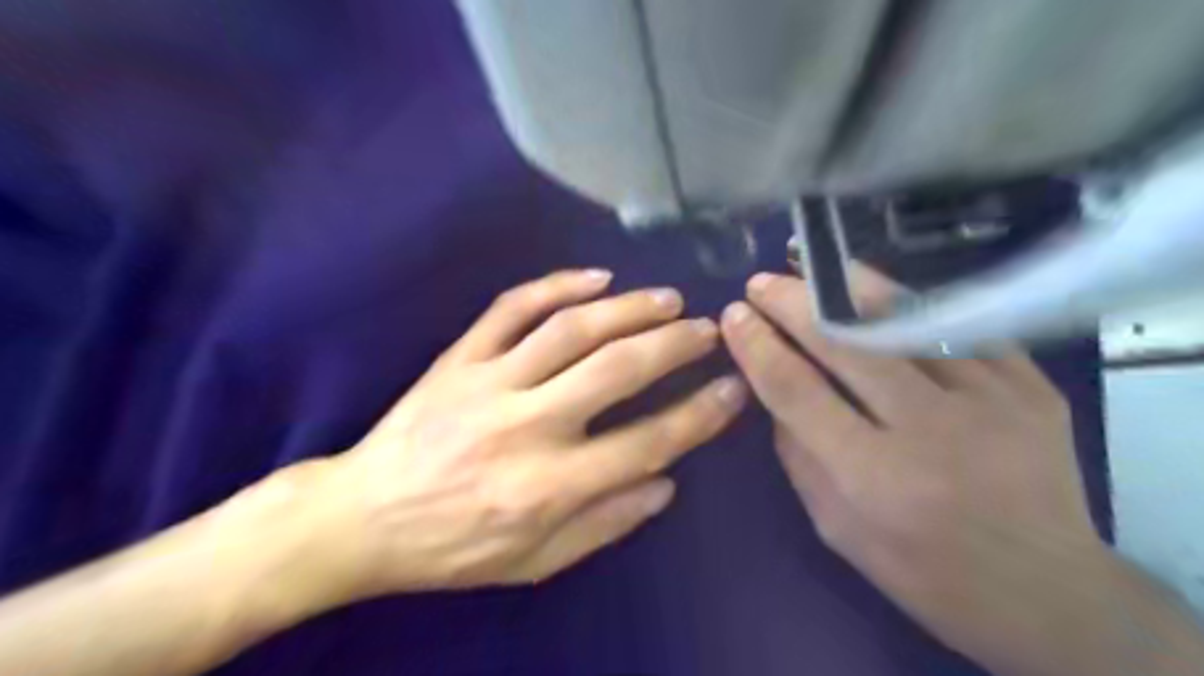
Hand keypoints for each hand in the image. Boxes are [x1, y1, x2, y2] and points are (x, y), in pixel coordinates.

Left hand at [282, 270, 750, 607]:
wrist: (364, 517)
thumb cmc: (454, 549)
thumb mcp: (535, 561)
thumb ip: (605, 523)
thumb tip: (665, 482)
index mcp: (550, 486)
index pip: (647, 442)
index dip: (698, 415)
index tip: (733, 390)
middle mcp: (527, 426)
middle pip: (617, 370)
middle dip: (673, 344)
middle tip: (707, 329)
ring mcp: (490, 382)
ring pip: (571, 329)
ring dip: (628, 308)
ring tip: (666, 299)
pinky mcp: (460, 357)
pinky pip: (512, 308)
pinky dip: (556, 284)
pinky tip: (595, 276)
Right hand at [717, 267, 1202, 674]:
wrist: (1044, 589)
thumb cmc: (920, 568)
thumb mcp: (834, 525)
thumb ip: (796, 450)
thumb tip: (770, 381)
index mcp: (875, 478)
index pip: (797, 391)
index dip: (758, 347)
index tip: (734, 315)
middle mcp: (932, 431)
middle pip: (845, 344)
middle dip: (792, 303)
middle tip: (760, 282)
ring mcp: (993, 401)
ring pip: (905, 320)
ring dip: (847, 285)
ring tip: (810, 264)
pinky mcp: (1031, 386)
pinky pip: (958, 324)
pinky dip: (907, 301)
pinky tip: (874, 288)